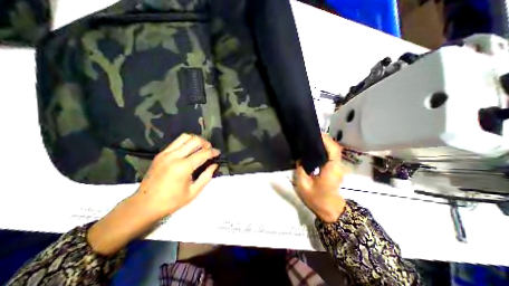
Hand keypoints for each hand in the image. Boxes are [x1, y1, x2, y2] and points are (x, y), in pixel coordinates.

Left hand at [136, 135, 222, 218]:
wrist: (144, 205)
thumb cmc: (171, 201)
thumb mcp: (193, 192)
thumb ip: (206, 176)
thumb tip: (215, 165)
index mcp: (183, 167)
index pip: (203, 153)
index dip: (213, 152)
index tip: (218, 153)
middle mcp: (174, 156)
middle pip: (195, 140)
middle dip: (206, 143)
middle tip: (210, 150)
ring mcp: (166, 153)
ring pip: (185, 137)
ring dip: (196, 140)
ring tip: (200, 148)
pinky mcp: (160, 154)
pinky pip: (176, 142)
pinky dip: (186, 143)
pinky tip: (189, 151)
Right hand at [297, 133, 347, 222]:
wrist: (330, 210)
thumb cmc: (317, 199)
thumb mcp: (303, 185)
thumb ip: (300, 170)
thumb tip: (299, 158)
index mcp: (331, 170)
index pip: (333, 150)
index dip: (326, 140)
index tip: (315, 133)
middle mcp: (337, 166)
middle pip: (334, 147)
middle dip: (324, 139)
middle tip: (310, 135)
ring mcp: (338, 167)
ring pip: (333, 150)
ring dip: (324, 143)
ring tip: (310, 140)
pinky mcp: (335, 168)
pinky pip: (331, 155)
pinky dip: (325, 149)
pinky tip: (314, 149)